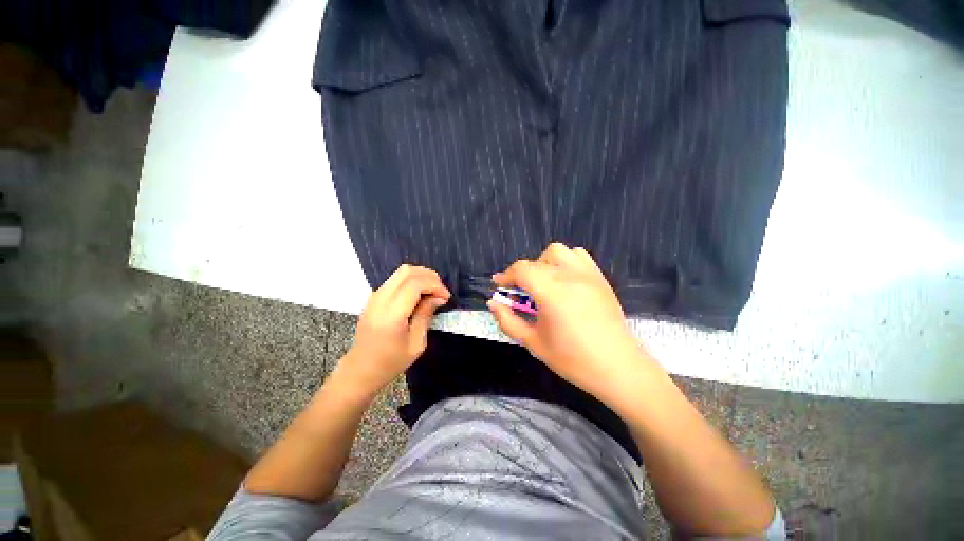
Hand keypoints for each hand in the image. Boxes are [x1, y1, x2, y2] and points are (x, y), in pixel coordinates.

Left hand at [338, 264, 449, 397]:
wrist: (360, 370)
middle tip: (440, 291)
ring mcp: (374, 296)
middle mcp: (380, 299)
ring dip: (421, 277)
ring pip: (401, 272)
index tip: (446, 297)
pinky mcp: (374, 297)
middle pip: (407, 271)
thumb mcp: (416, 344)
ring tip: (432, 292)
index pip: (415, 283)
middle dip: (429, 276)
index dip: (435, 285)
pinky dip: (411, 281)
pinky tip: (419, 295)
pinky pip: (395, 279)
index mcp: (391, 314)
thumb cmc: (390, 362)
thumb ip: (426, 315)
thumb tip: (438, 297)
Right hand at [489, 243, 651, 401]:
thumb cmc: (572, 359)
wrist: (617, 367)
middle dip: (522, 274)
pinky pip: (578, 256)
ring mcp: (587, 274)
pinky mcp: (599, 278)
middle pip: (536, 261)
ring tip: (543, 283)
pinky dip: (565, 261)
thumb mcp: (533, 343)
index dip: (506, 276)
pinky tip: (564, 280)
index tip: (498, 286)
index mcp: (551, 292)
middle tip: (520, 294)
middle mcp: (569, 276)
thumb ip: (508, 320)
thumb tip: (493, 303)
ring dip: (543, 263)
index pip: (521, 270)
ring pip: (558, 252)